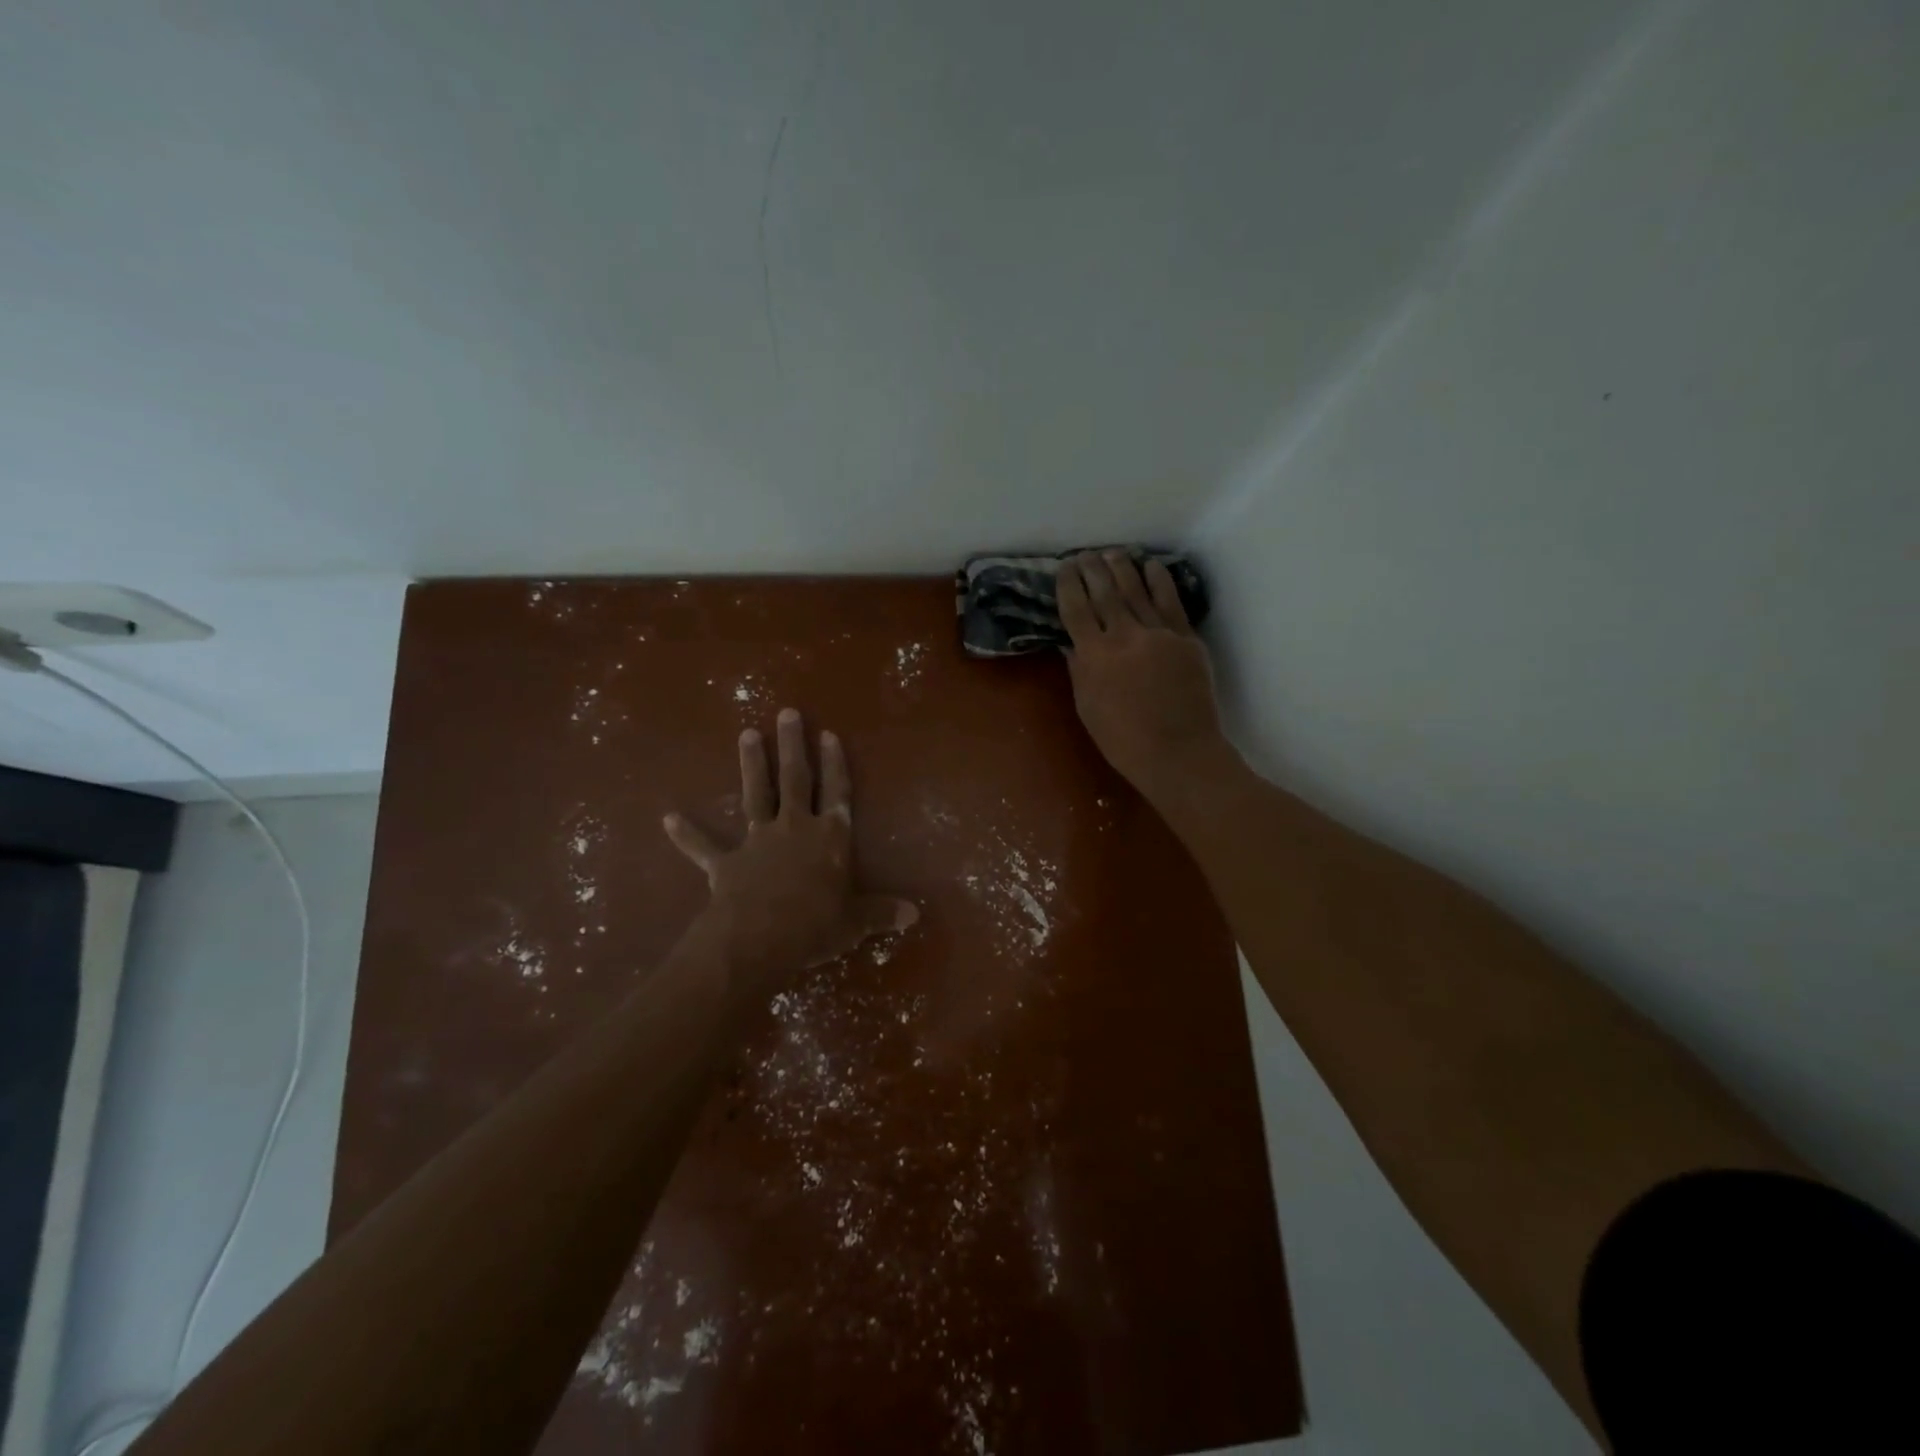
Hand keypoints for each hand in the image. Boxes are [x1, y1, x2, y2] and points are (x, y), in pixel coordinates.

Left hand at [663, 708, 916, 992]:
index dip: (835, 764)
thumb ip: (882, 914)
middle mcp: (795, 828)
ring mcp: (758, 842)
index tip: (829, 734)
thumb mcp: (855, 923)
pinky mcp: (727, 862)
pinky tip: (668, 818)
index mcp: (830, 838)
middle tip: (787, 713)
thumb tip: (915, 914)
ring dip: (751, 765)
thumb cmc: (815, 927)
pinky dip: (686, 834)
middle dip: (793, 746)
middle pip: (796, 779)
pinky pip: (704, 846)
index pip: (837, 792)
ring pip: (755, 795)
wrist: (758, 940)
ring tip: (747, 734)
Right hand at [1058, 550, 1227, 799]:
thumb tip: (1070, 643)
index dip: (1069, 585)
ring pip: (1136, 590)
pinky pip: (1170, 602)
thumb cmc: (1124, 740)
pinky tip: (1152, 565)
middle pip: (1105, 592)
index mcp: (1094, 656)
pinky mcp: (1184, 638)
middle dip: (1092, 569)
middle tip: (1085, 554)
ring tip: (1113, 552)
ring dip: (1122, 568)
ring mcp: (1158, 634)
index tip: (1064, 567)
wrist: (1178, 752)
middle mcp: (1124, 636)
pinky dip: (1160, 580)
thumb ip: (1079, 671)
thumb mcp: (1087, 708)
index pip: (1076, 610)